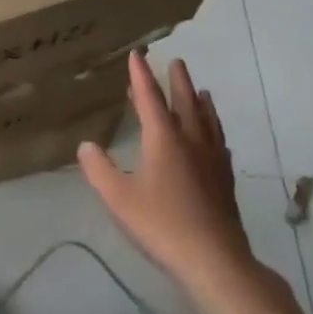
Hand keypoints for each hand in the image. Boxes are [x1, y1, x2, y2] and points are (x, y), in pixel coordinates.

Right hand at [78, 52, 258, 294]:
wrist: (214, 259)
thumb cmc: (161, 224)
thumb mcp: (119, 198)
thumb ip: (99, 170)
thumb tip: (86, 146)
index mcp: (164, 139)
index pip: (150, 99)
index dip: (141, 76)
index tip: (138, 54)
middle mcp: (191, 141)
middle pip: (185, 103)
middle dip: (178, 81)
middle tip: (176, 62)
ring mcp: (213, 160)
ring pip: (208, 121)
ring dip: (201, 102)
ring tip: (201, 91)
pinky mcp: (225, 179)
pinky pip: (220, 143)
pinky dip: (215, 130)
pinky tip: (217, 139)